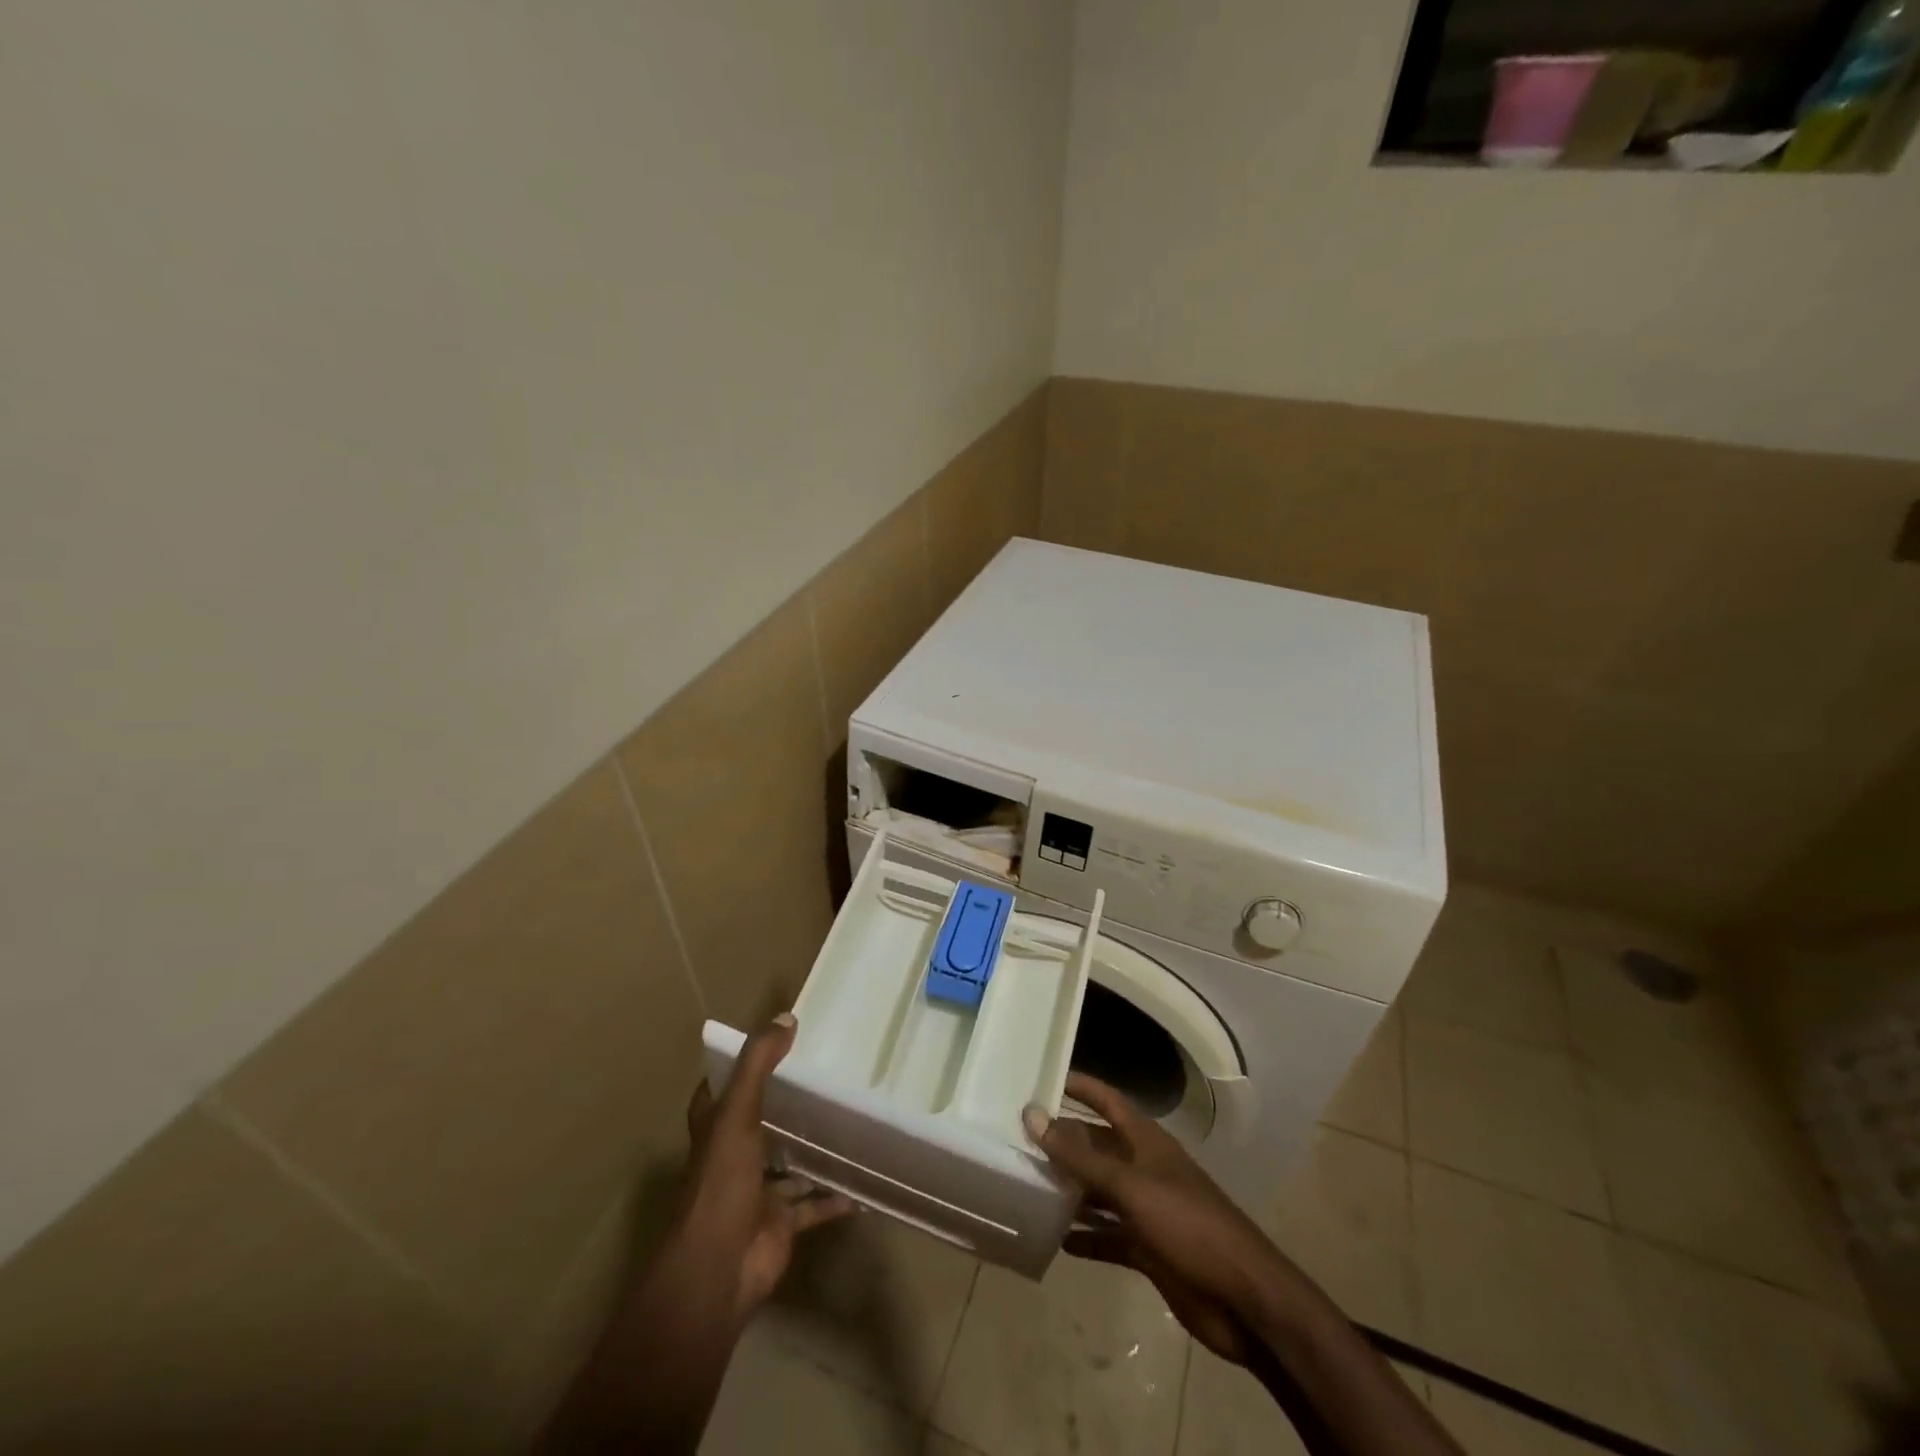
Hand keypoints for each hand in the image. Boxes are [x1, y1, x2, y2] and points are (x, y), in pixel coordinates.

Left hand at [673, 1013, 854, 1324]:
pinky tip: (864, 1182)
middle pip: (760, 1122)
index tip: (774, 1042)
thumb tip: (786, 1017)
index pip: (722, 1089)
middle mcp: (734, 1156)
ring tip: (850, 1121)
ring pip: (789, 1163)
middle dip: (786, 1104)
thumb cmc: (721, 1182)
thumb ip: (759, 1064)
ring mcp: (758, 1191)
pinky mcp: (781, 1223)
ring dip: (813, 1149)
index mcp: (716, 1129)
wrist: (717, 1270)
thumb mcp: (737, 1112)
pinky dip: (836, 1197)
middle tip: (826, 1075)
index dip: (741, 1066)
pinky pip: (814, 1205)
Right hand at [1024, 1073, 1286, 1364]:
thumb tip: (1033, 1116)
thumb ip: (1081, 1156)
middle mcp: (1144, 1169)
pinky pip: (1108, 1236)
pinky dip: (1086, 1237)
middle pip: (1098, 1147)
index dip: (1082, 1087)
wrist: (1244, 1300)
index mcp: (1146, 1142)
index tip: (1044, 1078)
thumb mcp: (1130, 1186)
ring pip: (1100, 1192)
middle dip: (1064, 1143)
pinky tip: (1056, 1241)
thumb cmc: (1188, 1225)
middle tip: (1018, 1139)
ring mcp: (1147, 1210)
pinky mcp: (1148, 1249)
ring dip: (1070, 1191)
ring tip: (1027, 1186)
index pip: (1108, 1101)